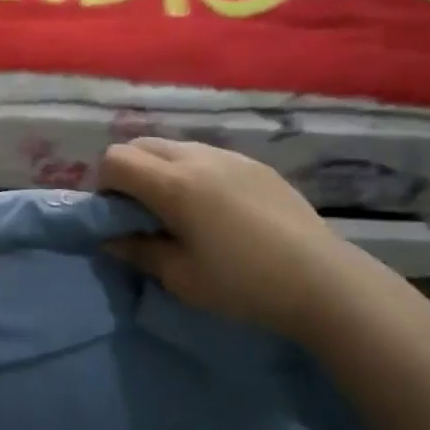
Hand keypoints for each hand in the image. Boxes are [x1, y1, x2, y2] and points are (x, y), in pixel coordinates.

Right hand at [100, 138, 372, 340]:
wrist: (323, 282)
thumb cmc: (243, 284)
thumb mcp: (180, 277)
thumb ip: (137, 251)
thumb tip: (109, 238)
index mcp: (173, 184)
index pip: (115, 159)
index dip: (105, 185)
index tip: (118, 216)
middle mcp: (197, 157)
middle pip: (140, 145)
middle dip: (129, 172)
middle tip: (142, 212)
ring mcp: (229, 156)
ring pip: (173, 147)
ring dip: (160, 170)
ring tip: (180, 210)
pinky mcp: (254, 164)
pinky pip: (206, 155)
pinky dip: (192, 172)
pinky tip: (216, 210)